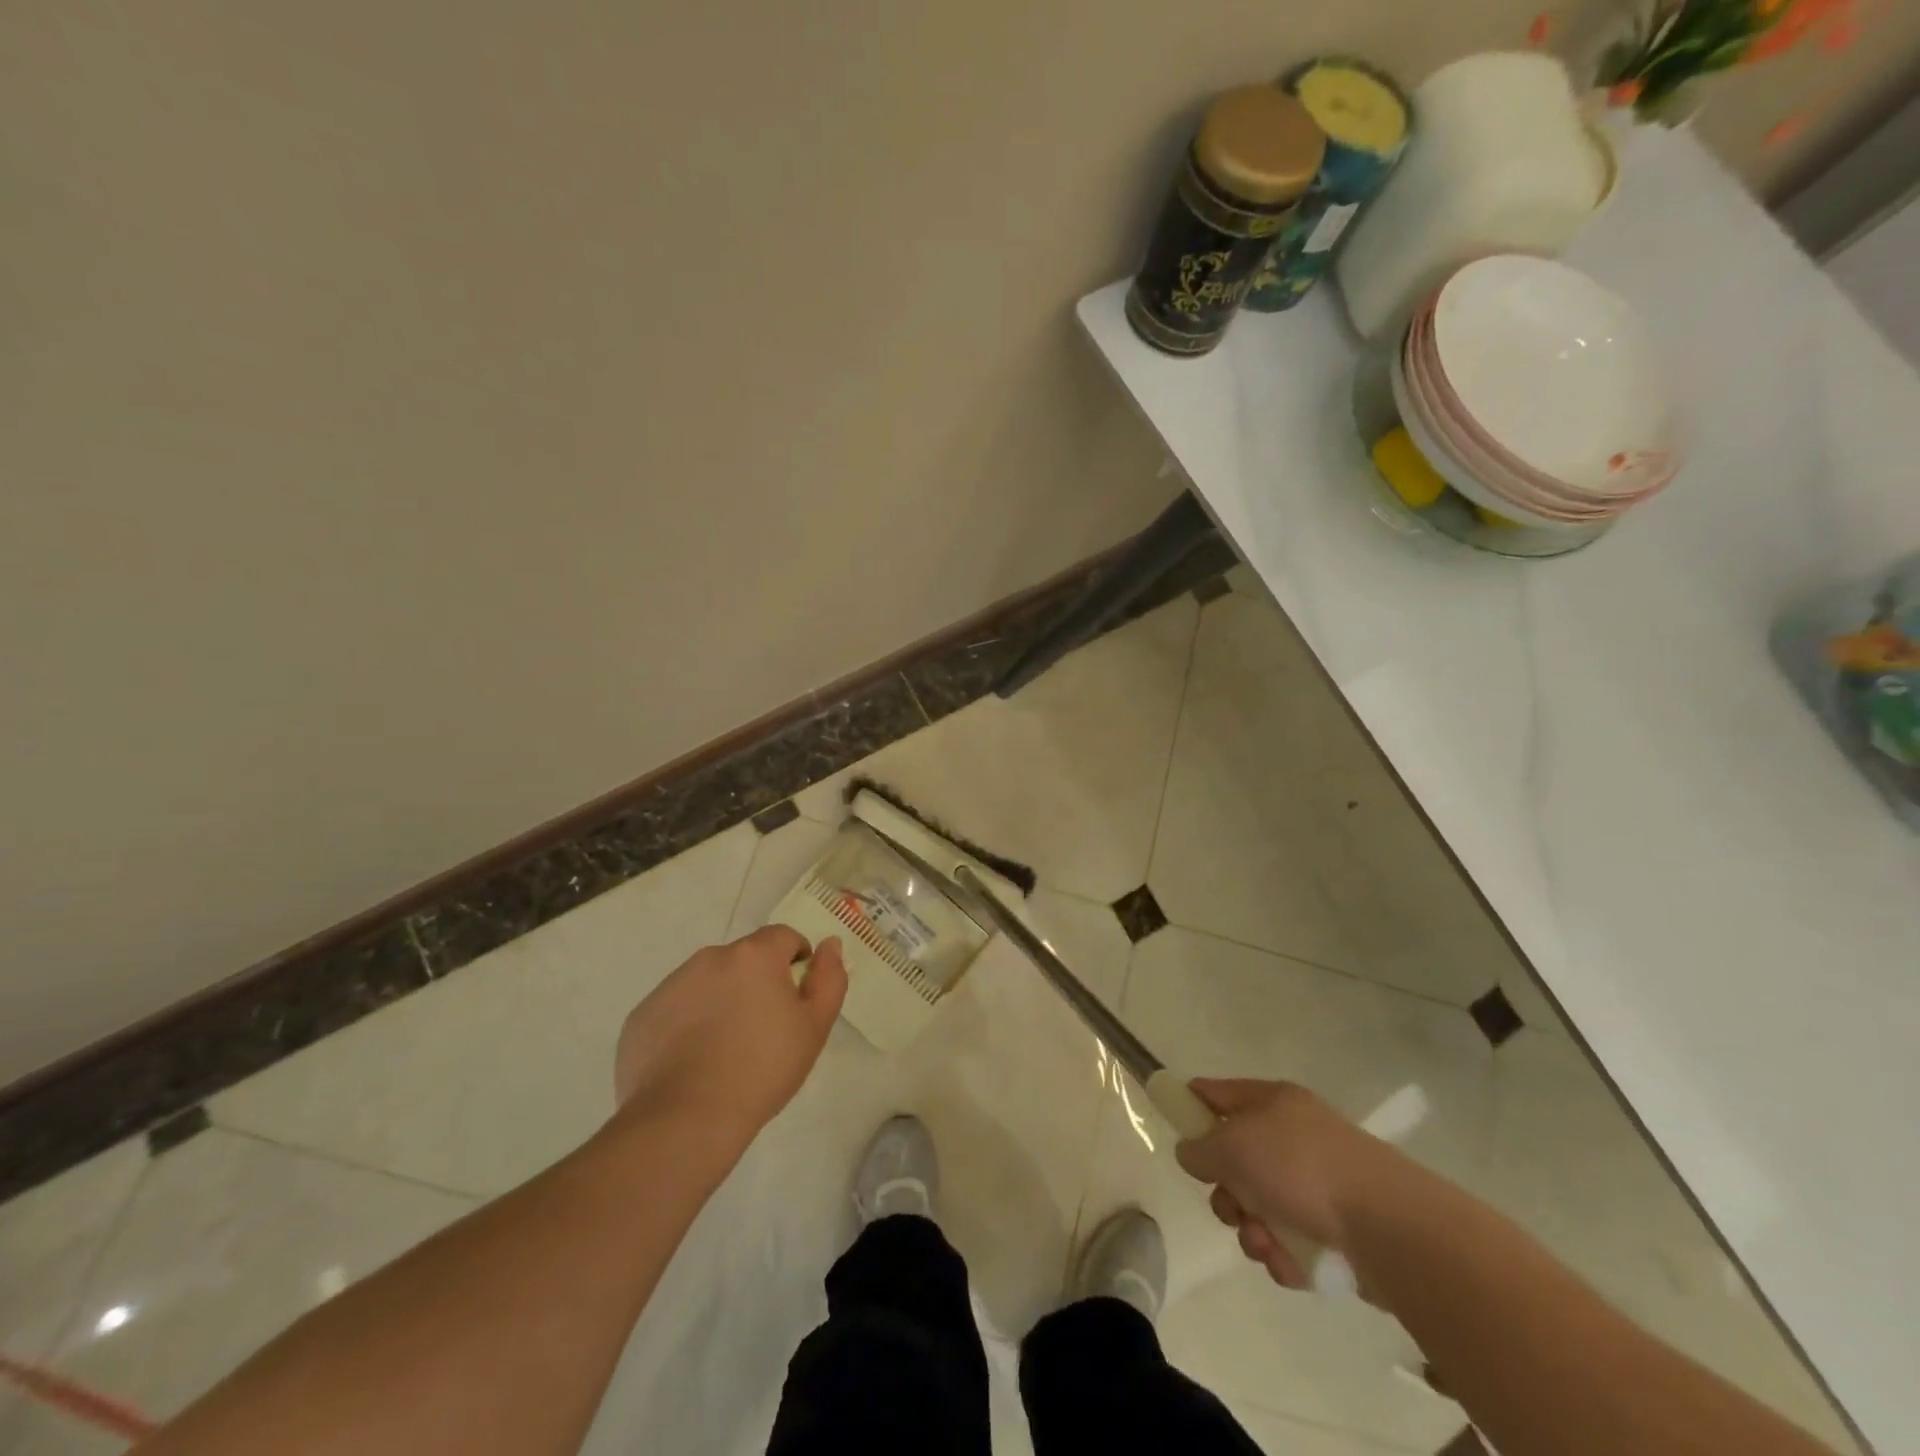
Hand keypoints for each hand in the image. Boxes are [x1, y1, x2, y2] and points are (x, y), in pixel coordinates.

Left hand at [612, 926, 846, 1148]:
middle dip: (755, 983)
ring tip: (724, 1050)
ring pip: (706, 983)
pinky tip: (692, 1063)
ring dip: (720, 1001)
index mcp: (754, 956)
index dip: (795, 961)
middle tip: (762, 1030)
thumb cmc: (762, 1069)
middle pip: (743, 960)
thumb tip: (830, 944)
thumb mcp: (814, 1027)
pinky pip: (674, 1010)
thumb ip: (830, 978)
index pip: (783, 937)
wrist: (685, 1119)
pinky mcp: (641, 1016)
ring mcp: (670, 986)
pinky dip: (686, 1025)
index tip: (795, 998)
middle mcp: (710, 958)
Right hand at [1175, 1078, 1391, 1289]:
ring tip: (1265, 1243)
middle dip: (1226, 1192)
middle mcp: (1293, 1134)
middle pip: (1236, 1160)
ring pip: (1260, 1206)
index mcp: (1271, 1101)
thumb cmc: (1299, 1167)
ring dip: (1252, 1230)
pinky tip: (1290, 1262)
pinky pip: (1289, 1238)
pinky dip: (1283, 1253)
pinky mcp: (1336, 1227)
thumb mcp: (1232, 1146)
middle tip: (1231, 1207)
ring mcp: (1317, 1181)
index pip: (1216, 1092)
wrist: (1387, 1225)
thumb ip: (1200, 1147)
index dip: (1190, 1105)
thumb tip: (1192, 1152)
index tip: (1172, 1128)